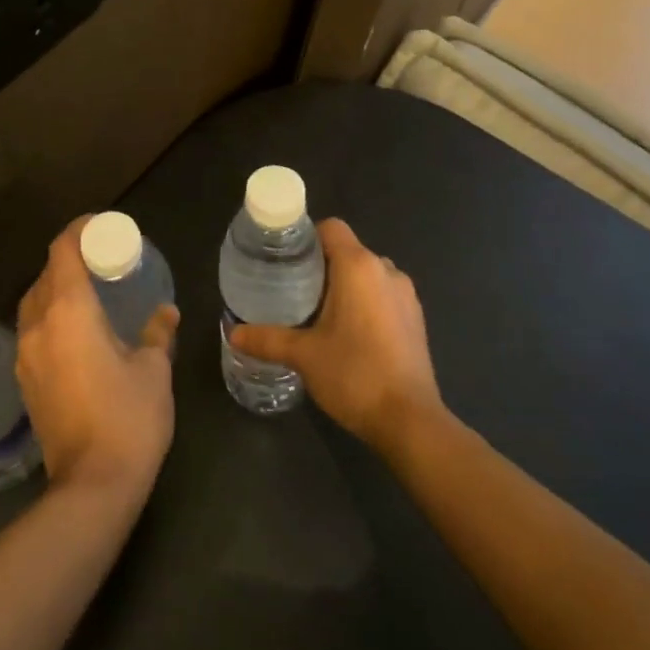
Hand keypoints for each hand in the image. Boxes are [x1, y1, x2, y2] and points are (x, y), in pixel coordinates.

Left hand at [16, 217, 179, 499]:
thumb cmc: (128, 417)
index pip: (62, 250)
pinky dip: (51, 317)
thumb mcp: (153, 370)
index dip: (78, 230)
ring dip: (57, 289)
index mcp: (68, 311)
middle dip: (69, 259)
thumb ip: (158, 333)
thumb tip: (166, 312)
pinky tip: (77, 332)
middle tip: (101, 260)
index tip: (100, 226)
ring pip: (34, 304)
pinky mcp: (25, 382)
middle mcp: (38, 326)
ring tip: (89, 292)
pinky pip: (33, 331)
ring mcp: (26, 355)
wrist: (92, 486)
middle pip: (45, 274)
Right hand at [229, 218, 441, 446]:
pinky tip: (348, 333)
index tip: (286, 260)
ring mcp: (406, 295)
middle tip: (293, 290)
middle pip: (348, 250)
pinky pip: (383, 294)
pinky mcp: (416, 318)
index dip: (306, 238)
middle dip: (321, 265)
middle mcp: (386, 270)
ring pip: (367, 273)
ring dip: (344, 285)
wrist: (410, 422)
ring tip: (317, 312)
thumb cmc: (354, 375)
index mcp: (359, 266)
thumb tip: (233, 333)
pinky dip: (365, 302)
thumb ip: (267, 339)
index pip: (331, 228)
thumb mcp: (303, 355)